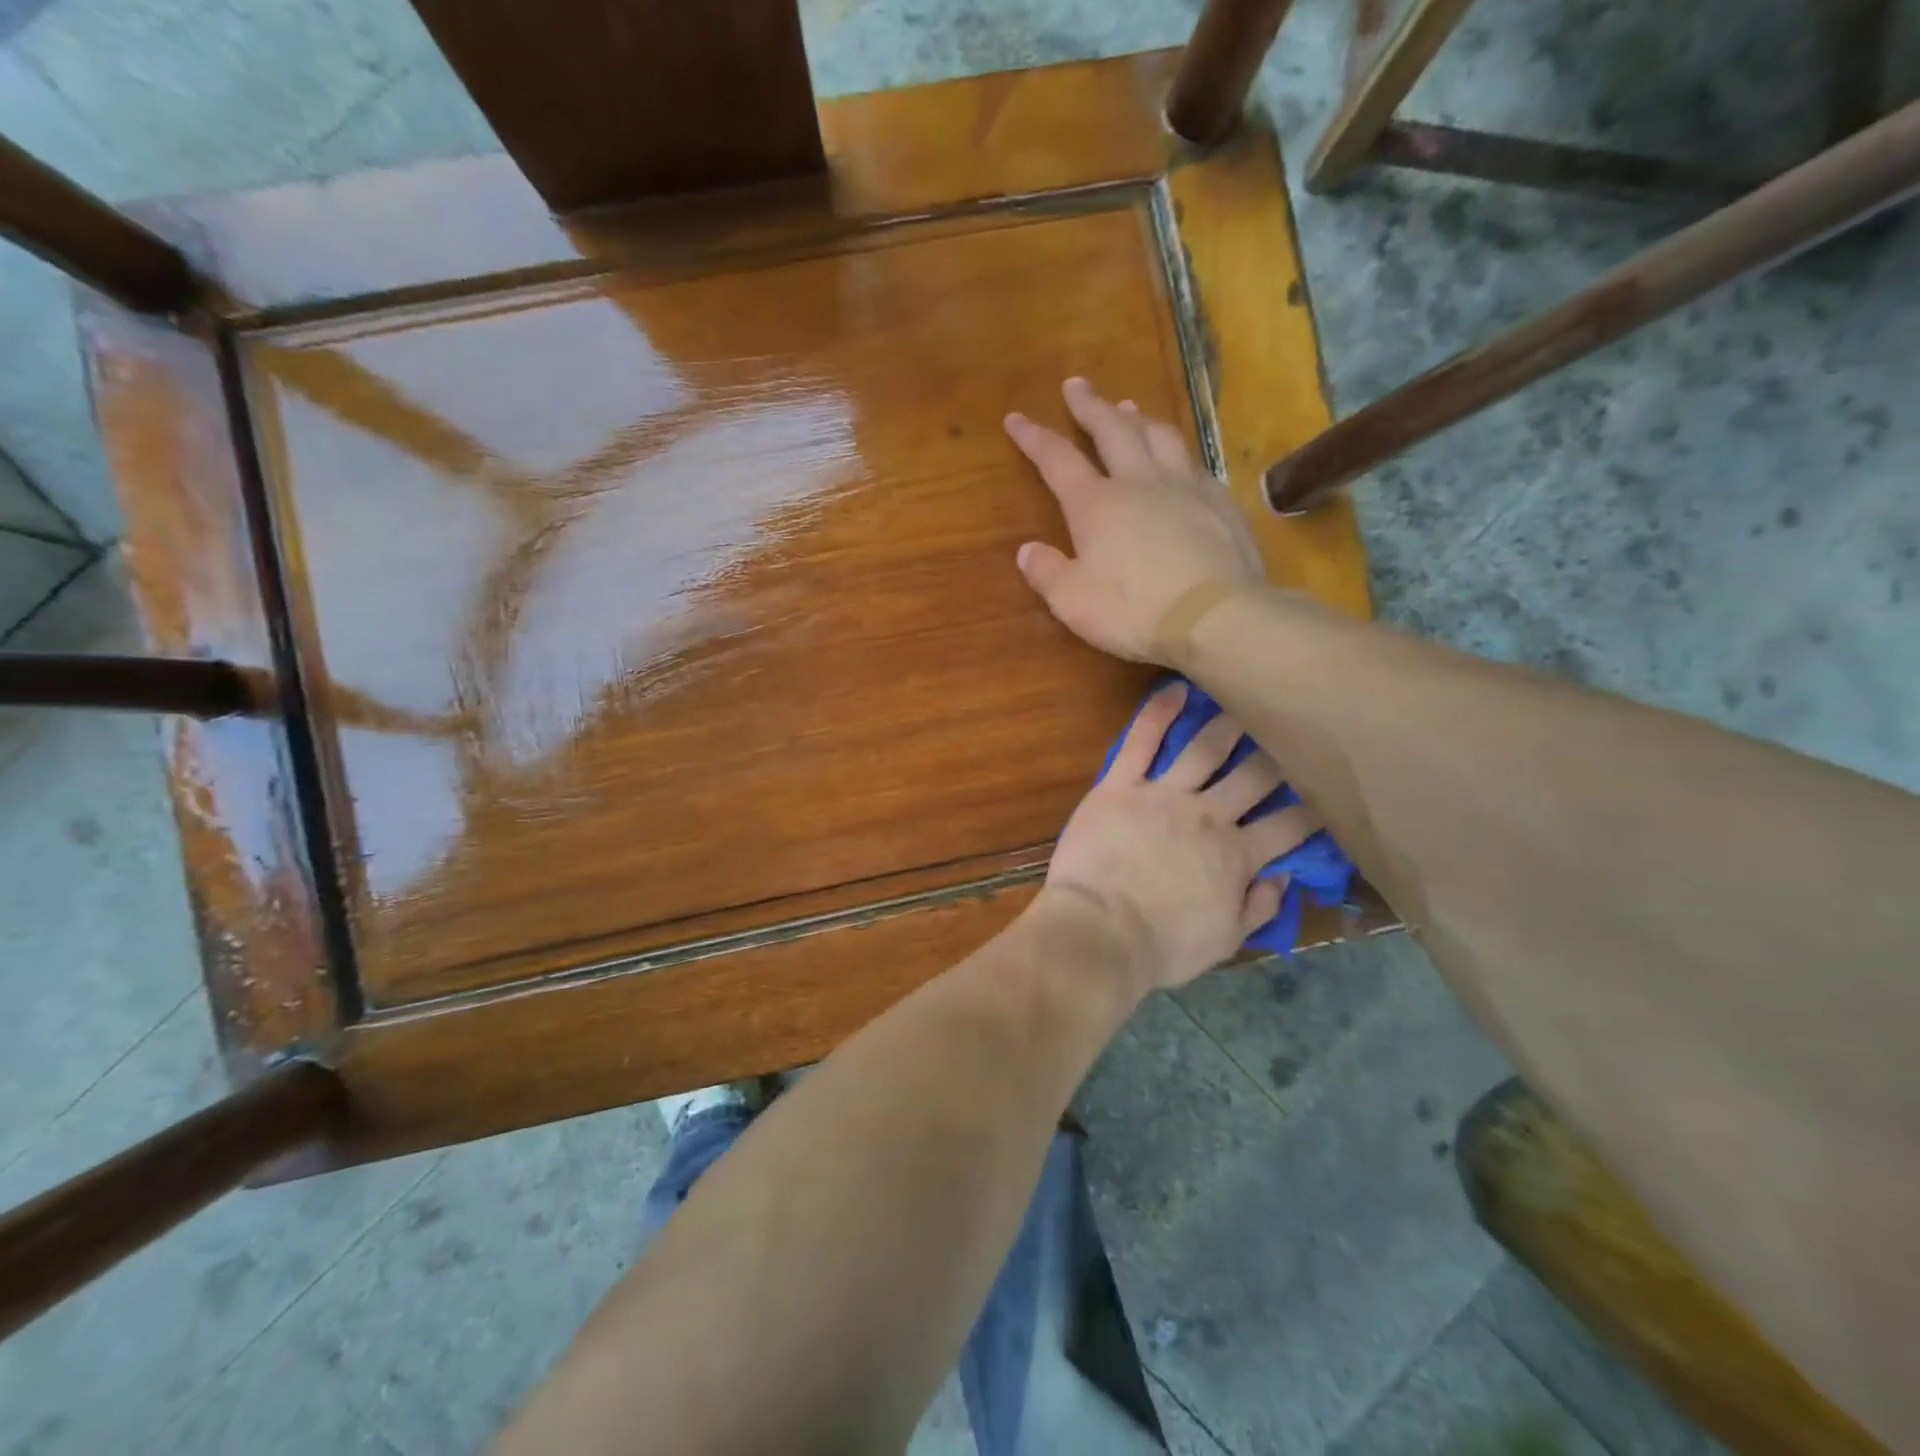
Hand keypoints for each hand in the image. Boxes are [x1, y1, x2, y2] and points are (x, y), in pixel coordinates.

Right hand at [1005, 377, 1264, 663]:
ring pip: (1159, 436)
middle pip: (1112, 430)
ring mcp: (1185, 488)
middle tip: (1076, 385)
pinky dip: (1179, 453)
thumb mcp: (1073, 602)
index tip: (1016, 417)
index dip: (1034, 437)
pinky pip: (1195, 464)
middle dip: (1090, 406)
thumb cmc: (1135, 612)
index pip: (1057, 460)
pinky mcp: (1220, 502)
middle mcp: (1139, 483)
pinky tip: (1180, 458)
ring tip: (1128, 406)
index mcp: (1097, 505)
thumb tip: (1027, 551)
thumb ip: (1047, 573)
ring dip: (1138, 418)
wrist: (1217, 616)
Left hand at [1040, 683, 1320, 991]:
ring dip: (1229, 722)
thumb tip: (1285, 877)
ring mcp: (1163, 794)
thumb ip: (1259, 907)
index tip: (1330, 788)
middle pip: (1254, 776)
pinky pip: (1141, 741)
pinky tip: (1177, 688)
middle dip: (1278, 752)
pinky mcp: (1120, 785)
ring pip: (1205, 748)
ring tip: (1246, 697)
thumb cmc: (1161, 945)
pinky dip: (1158, 713)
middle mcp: (1208, 815)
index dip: (1314, 807)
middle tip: (1293, 726)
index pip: (1290, 825)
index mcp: (1237, 855)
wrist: (1099, 931)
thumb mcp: (1224, 942)